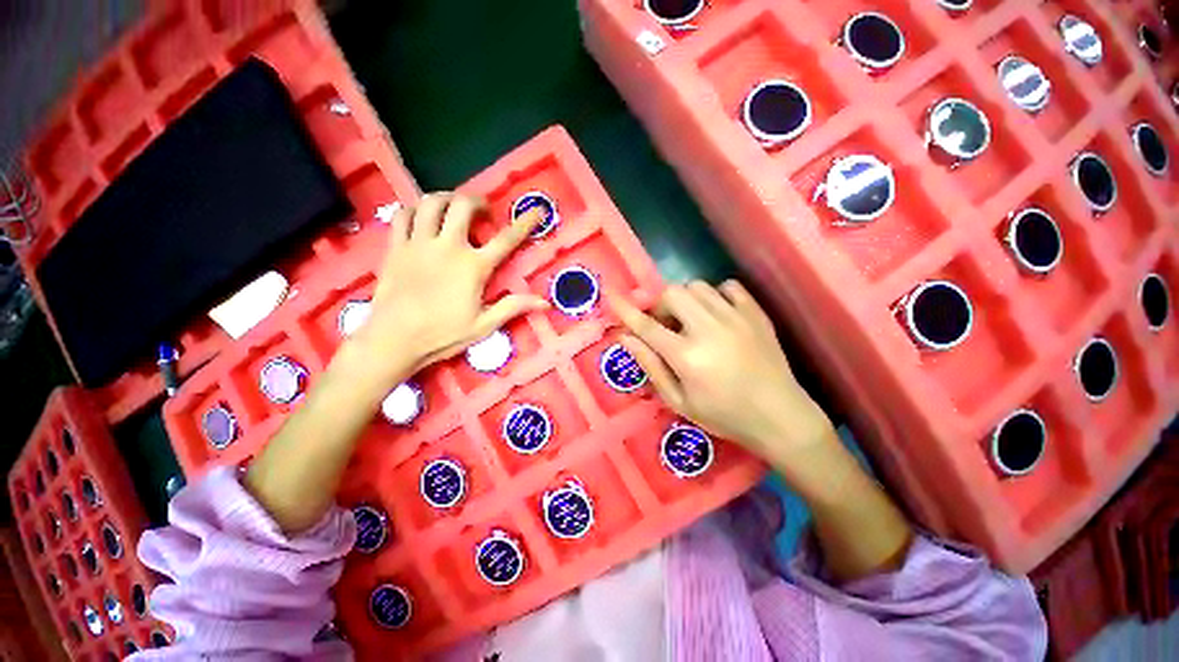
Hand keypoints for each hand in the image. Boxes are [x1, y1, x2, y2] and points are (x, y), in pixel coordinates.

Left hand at [350, 193, 547, 386]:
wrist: (393, 339)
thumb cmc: (442, 334)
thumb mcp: (484, 325)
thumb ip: (514, 307)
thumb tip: (546, 303)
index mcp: (474, 266)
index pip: (506, 239)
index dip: (525, 223)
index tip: (537, 210)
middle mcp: (448, 246)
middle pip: (463, 206)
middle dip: (477, 201)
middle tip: (483, 211)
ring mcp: (419, 243)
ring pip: (431, 202)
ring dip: (447, 198)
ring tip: (453, 207)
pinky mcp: (396, 247)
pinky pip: (403, 215)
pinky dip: (415, 209)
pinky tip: (421, 216)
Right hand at [609, 280, 832, 461]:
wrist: (780, 417)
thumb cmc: (724, 415)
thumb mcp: (679, 401)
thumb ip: (651, 366)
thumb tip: (625, 338)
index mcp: (687, 356)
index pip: (647, 325)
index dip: (626, 309)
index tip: (611, 295)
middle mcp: (709, 329)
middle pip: (672, 293)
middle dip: (661, 305)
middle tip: (666, 326)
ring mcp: (735, 317)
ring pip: (698, 286)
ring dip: (686, 300)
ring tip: (692, 321)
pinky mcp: (756, 313)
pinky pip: (728, 286)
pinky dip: (716, 295)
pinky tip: (718, 315)